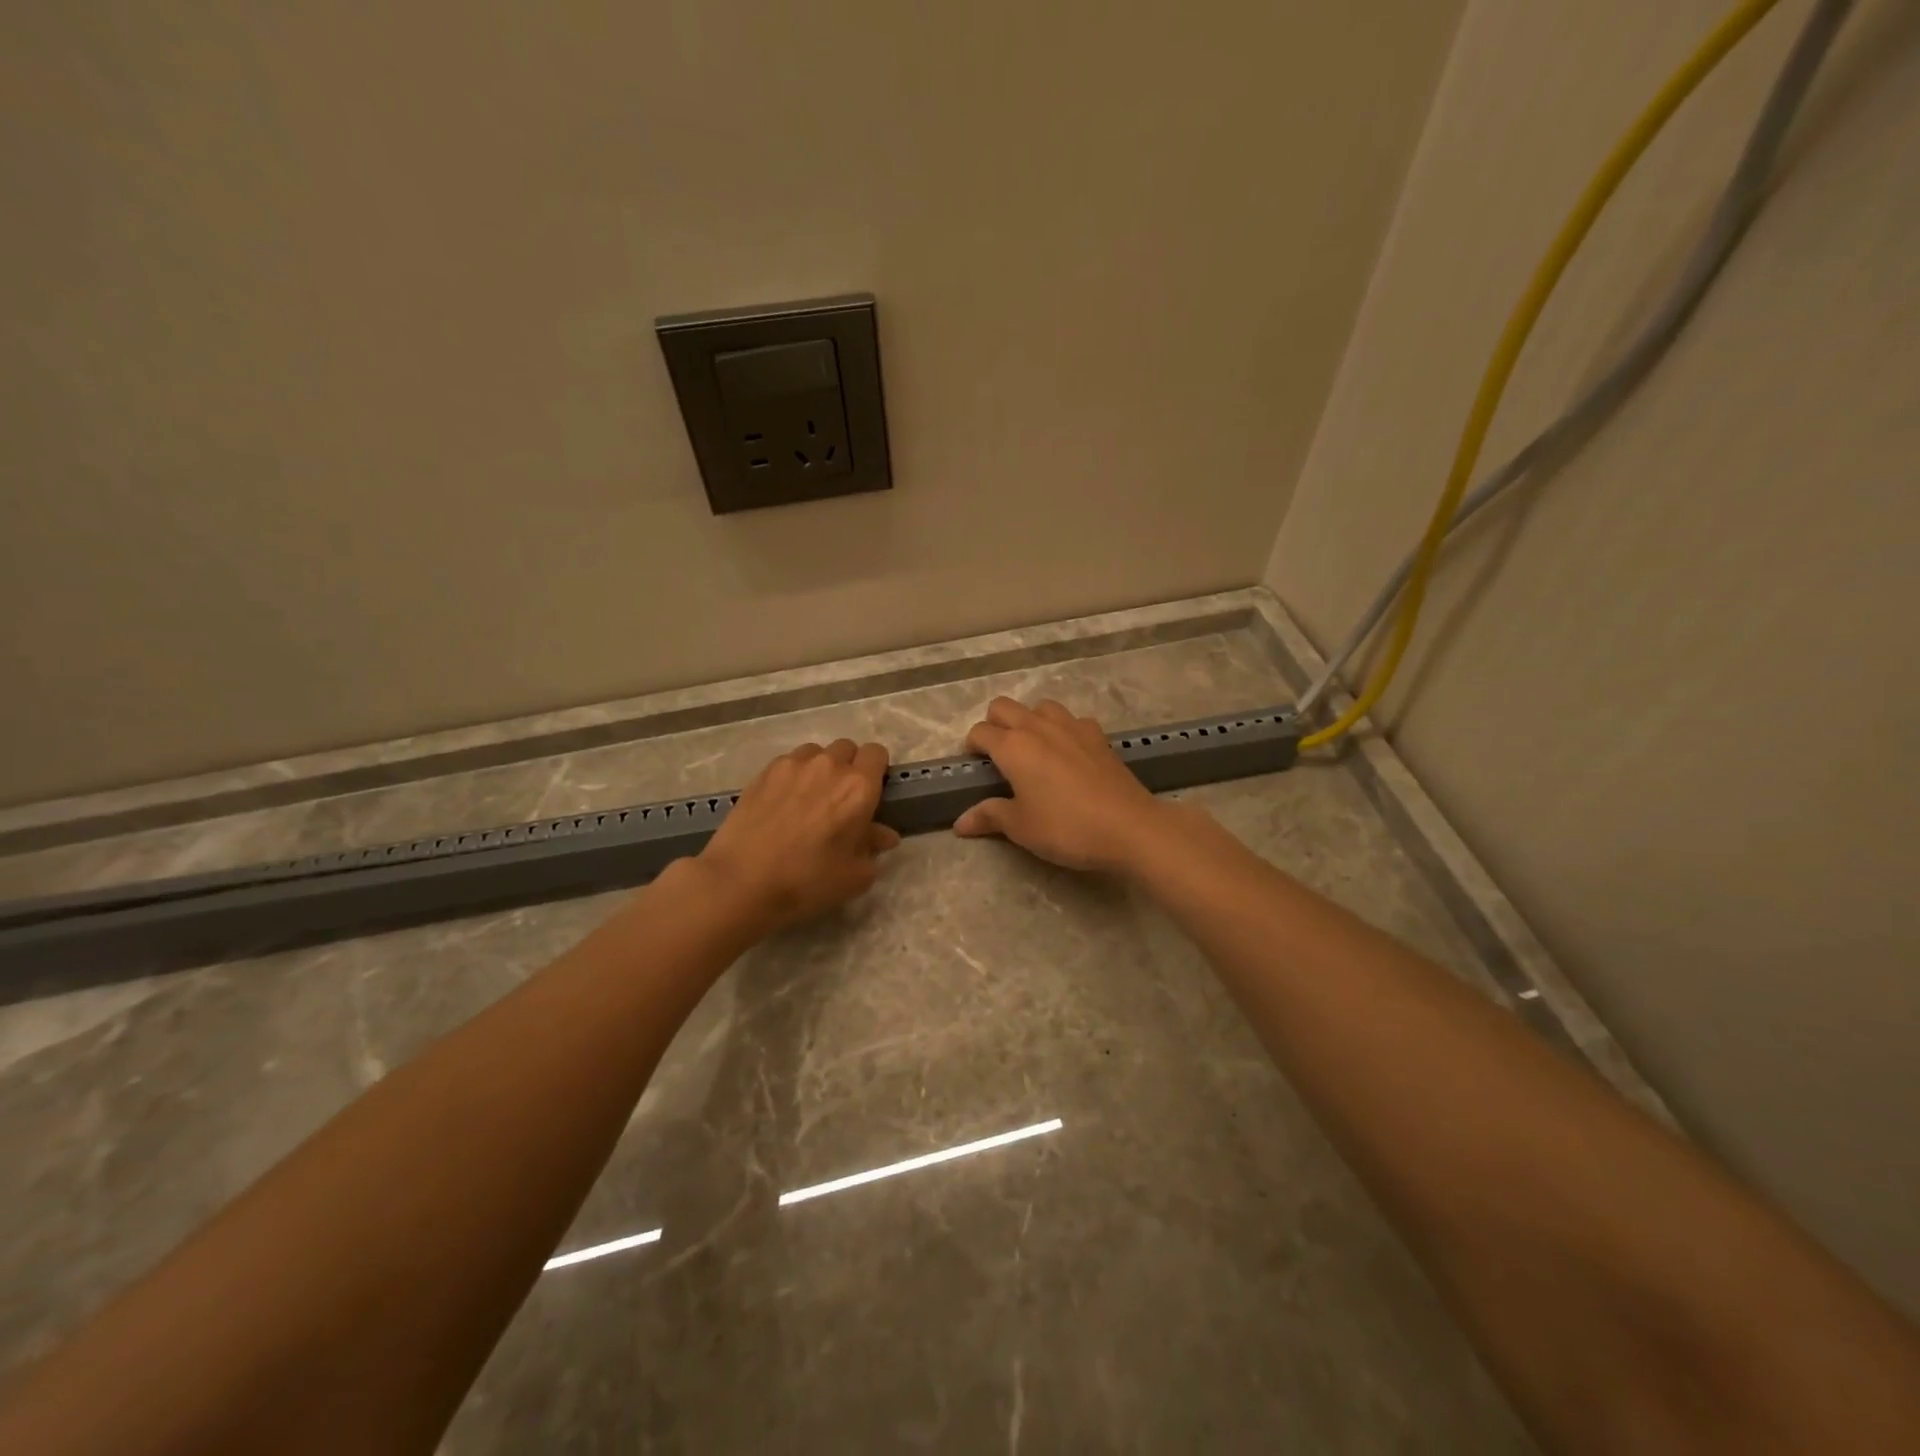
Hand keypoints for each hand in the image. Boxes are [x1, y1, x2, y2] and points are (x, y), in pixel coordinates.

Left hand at [697, 739, 900, 933]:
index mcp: (858, 788)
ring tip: (809, 798)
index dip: (876, 770)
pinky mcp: (765, 771)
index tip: (870, 793)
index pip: (877, 754)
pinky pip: (789, 762)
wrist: (742, 881)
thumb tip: (883, 834)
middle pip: (847, 748)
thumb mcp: (855, 875)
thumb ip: (873, 847)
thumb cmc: (808, 881)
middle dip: (849, 767)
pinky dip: (794, 775)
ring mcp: (794, 765)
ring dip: (820, 768)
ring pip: (817, 752)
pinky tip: (783, 802)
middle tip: (840, 799)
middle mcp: (829, 766)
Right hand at [954, 698, 1170, 873]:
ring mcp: (1071, 726)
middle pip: (1004, 706)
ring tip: (1033, 750)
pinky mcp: (1098, 735)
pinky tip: (1068, 754)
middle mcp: (1038, 727)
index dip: (971, 747)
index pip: (980, 732)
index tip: (975, 767)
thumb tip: (960, 823)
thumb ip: (989, 817)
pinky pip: (1072, 720)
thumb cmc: (1066, 828)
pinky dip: (1062, 729)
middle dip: (993, 724)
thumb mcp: (1021, 827)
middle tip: (998, 755)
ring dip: (1029, 720)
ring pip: (1039, 706)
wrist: (1129, 827)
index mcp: (1013, 747)